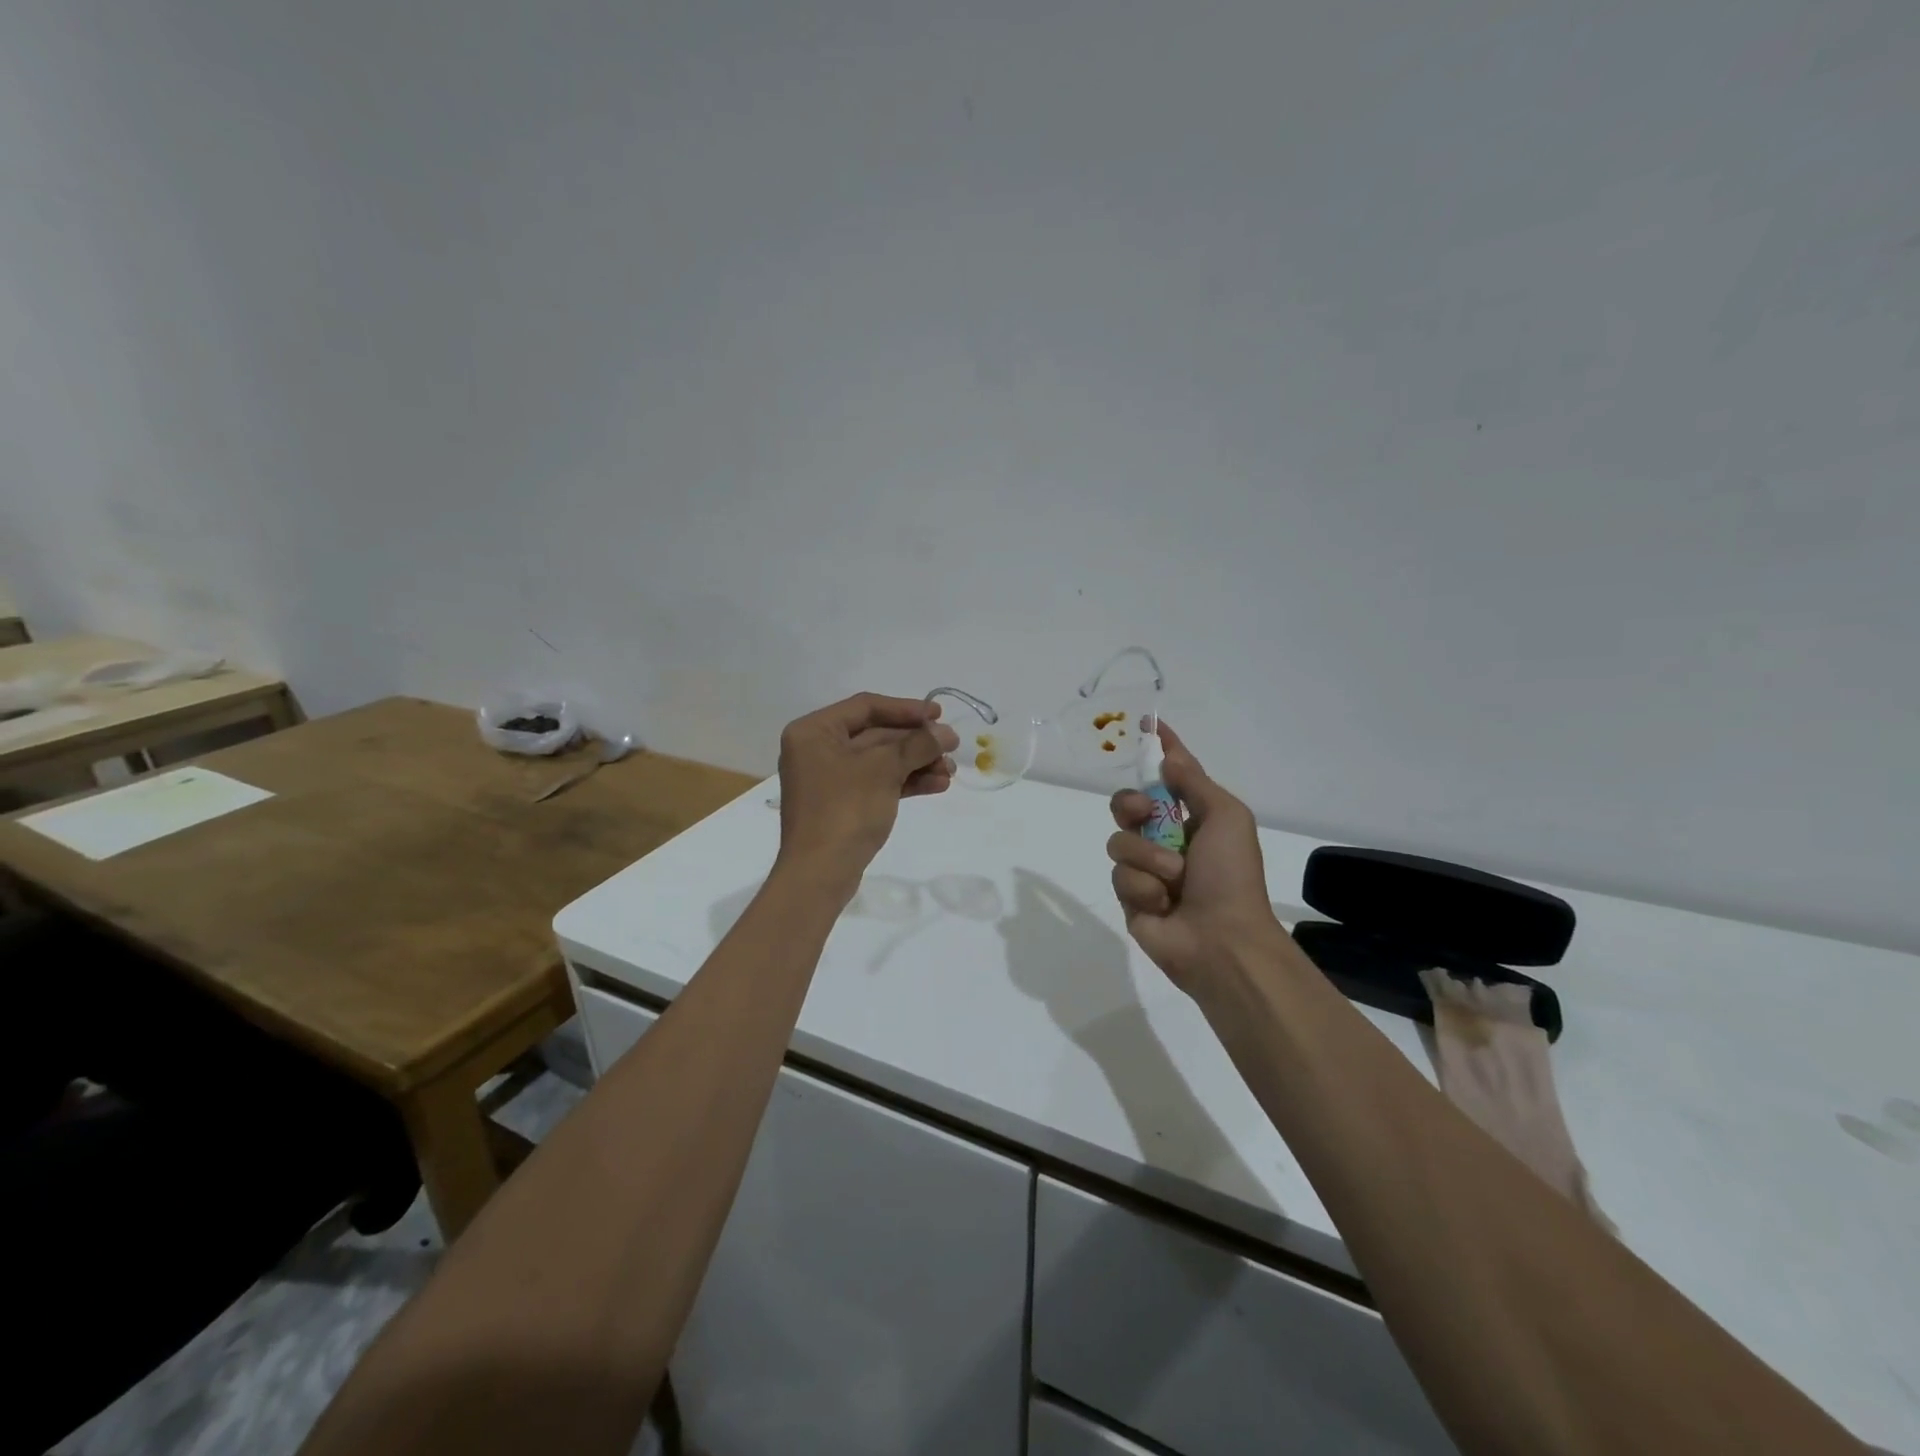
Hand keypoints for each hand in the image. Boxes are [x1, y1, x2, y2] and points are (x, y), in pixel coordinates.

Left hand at [774, 693, 958, 891]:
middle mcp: (817, 749)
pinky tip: (937, 786)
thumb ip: (917, 744)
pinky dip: (905, 782)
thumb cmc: (845, 810)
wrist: (820, 874)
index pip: (866, 707)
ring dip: (916, 763)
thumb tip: (946, 732)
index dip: (906, 709)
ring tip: (949, 772)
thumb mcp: (884, 770)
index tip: (939, 715)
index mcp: (814, 731)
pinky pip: (877, 783)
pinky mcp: (842, 804)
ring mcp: (829, 779)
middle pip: (875, 734)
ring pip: (880, 761)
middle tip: (951, 747)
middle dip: (915, 742)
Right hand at [1106, 723, 1280, 995]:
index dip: (1159, 752)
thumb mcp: (1226, 817)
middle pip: (1128, 804)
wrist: (1222, 940)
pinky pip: (1120, 876)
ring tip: (1173, 880)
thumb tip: (1169, 755)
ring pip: (1119, 841)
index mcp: (1193, 818)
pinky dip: (1143, 887)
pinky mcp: (1130, 897)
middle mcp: (1166, 839)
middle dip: (1131, 805)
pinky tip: (1162, 904)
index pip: (1171, 776)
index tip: (1147, 725)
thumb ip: (1195, 783)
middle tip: (1144, 814)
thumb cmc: (1231, 874)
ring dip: (1147, 858)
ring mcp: (1146, 869)